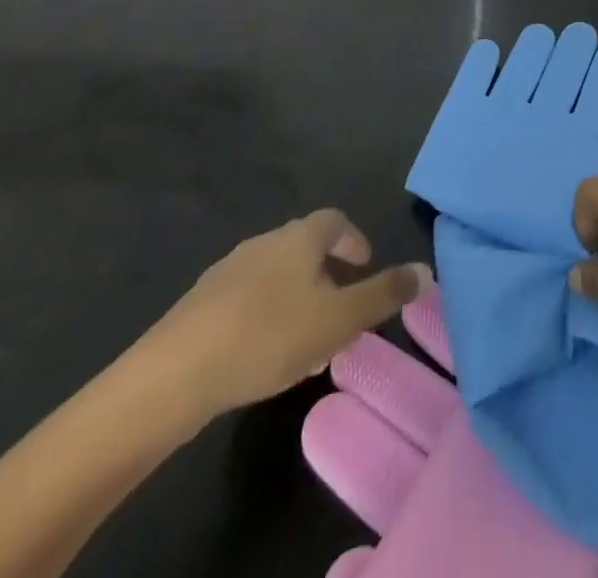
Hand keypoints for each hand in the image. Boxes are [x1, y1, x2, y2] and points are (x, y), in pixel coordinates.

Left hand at [145, 210, 430, 422]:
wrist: (170, 377)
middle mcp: (263, 243)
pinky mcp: (197, 307)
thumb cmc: (267, 337)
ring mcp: (226, 272)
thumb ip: (384, 294)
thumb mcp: (339, 320)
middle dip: (326, 275)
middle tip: (340, 312)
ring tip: (305, 342)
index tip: (363, 266)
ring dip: (295, 299)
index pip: (335, 220)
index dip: (353, 239)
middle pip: (304, 248)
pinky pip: (244, 301)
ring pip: (274, 276)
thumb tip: (426, 271)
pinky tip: (262, 357)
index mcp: (299, 238)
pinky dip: (263, 317)